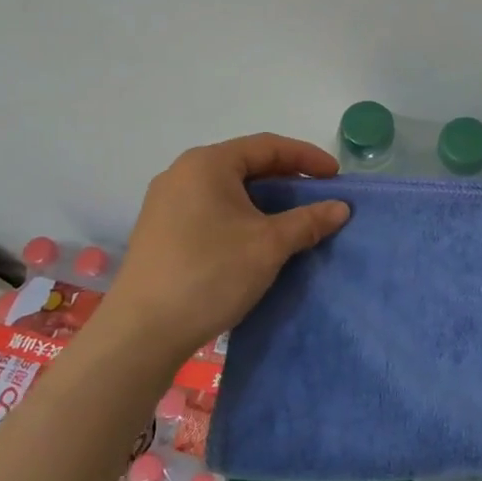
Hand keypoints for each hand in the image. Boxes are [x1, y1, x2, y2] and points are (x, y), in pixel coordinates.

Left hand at [97, 133, 349, 364]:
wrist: (140, 334)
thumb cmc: (209, 274)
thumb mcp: (269, 245)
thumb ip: (308, 221)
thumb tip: (341, 208)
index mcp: (207, 164)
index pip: (268, 146)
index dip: (307, 157)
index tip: (336, 177)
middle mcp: (182, 174)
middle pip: (246, 164)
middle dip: (286, 179)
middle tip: (317, 196)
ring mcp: (166, 203)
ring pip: (228, 189)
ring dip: (264, 200)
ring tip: (292, 219)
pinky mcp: (160, 231)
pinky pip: (210, 209)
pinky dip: (240, 216)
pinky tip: (256, 239)